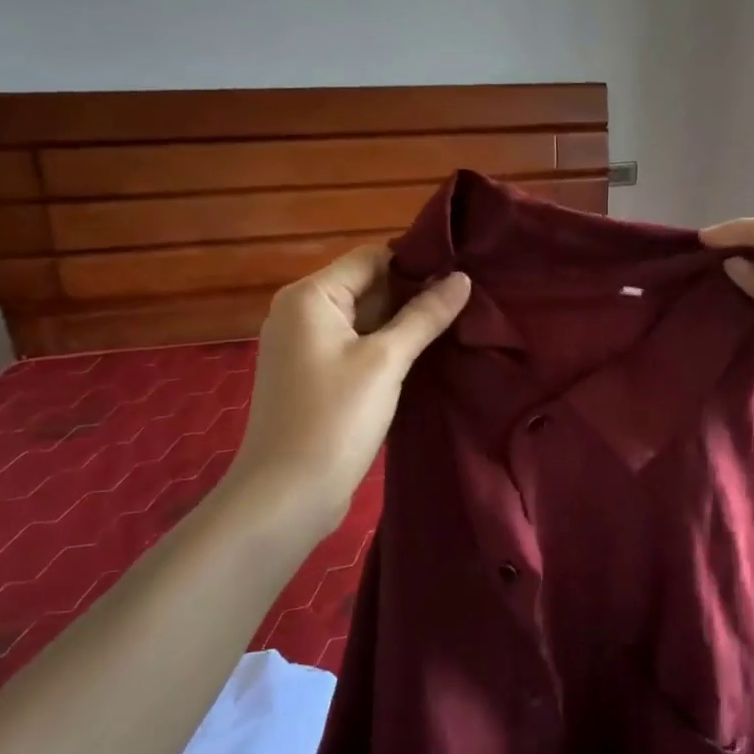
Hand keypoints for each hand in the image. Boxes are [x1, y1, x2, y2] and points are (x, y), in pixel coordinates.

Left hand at [232, 245, 469, 528]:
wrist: (286, 496)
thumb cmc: (334, 419)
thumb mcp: (386, 361)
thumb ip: (424, 316)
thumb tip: (462, 278)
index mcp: (310, 296)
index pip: (371, 257)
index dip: (416, 263)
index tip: (462, 276)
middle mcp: (300, 312)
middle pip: (367, 286)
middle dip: (413, 294)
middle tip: (467, 303)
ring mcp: (304, 346)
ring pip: (364, 319)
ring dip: (403, 324)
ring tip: (455, 326)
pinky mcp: (313, 376)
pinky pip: (355, 346)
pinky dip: (386, 348)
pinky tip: (423, 357)